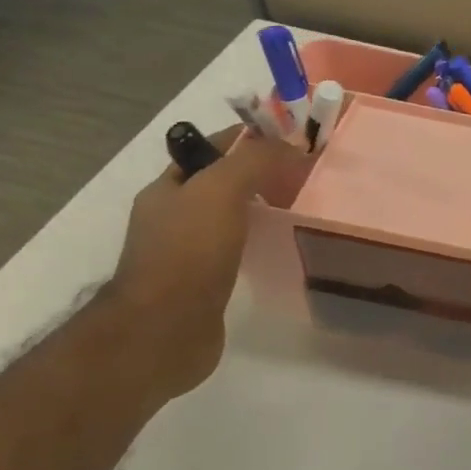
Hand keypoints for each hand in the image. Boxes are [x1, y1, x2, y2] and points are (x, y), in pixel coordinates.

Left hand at [105, 126, 306, 397]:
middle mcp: (174, 216)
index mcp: (168, 188)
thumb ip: (254, 160)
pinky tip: (282, 246)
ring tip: (301, 209)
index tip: (293, 141)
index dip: (252, 138)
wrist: (164, 331)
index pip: (212, 148)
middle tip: (306, 177)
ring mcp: (188, 251)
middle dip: (262, 173)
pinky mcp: (206, 282)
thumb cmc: (188, 254)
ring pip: (232, 216)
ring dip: (263, 208)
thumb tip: (291, 145)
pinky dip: (260, 241)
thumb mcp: (220, 190)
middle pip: (224, 181)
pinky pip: (238, 248)